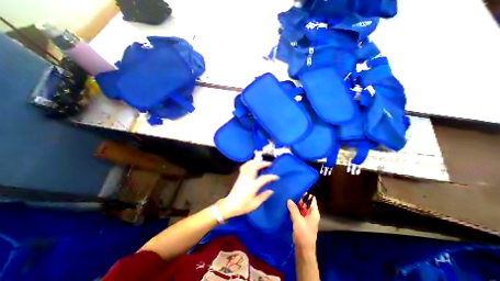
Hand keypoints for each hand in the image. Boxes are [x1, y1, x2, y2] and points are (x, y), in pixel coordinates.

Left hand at [220, 160, 278, 219]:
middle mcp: (247, 178)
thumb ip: (263, 196)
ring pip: (249, 164)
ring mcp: (242, 176)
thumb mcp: (255, 204)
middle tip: (270, 163)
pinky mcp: (239, 176)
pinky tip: (253, 165)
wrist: (230, 205)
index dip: (271, 176)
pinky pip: (244, 166)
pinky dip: (249, 163)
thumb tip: (271, 191)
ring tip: (262, 163)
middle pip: (255, 166)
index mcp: (252, 186)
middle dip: (263, 163)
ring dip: (256, 162)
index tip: (277, 177)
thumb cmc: (243, 206)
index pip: (263, 178)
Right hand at [287, 196, 317, 252]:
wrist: (304, 251)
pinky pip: (298, 213)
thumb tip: (289, 199)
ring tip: (286, 198)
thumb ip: (293, 209)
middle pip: (305, 203)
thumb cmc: (303, 234)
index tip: (297, 189)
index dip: (306, 194)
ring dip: (295, 205)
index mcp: (314, 212)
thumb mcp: (297, 220)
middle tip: (289, 193)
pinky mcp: (301, 222)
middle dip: (298, 199)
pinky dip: (293, 210)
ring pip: (301, 208)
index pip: (311, 199)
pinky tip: (287, 207)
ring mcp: (306, 218)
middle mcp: (311, 214)